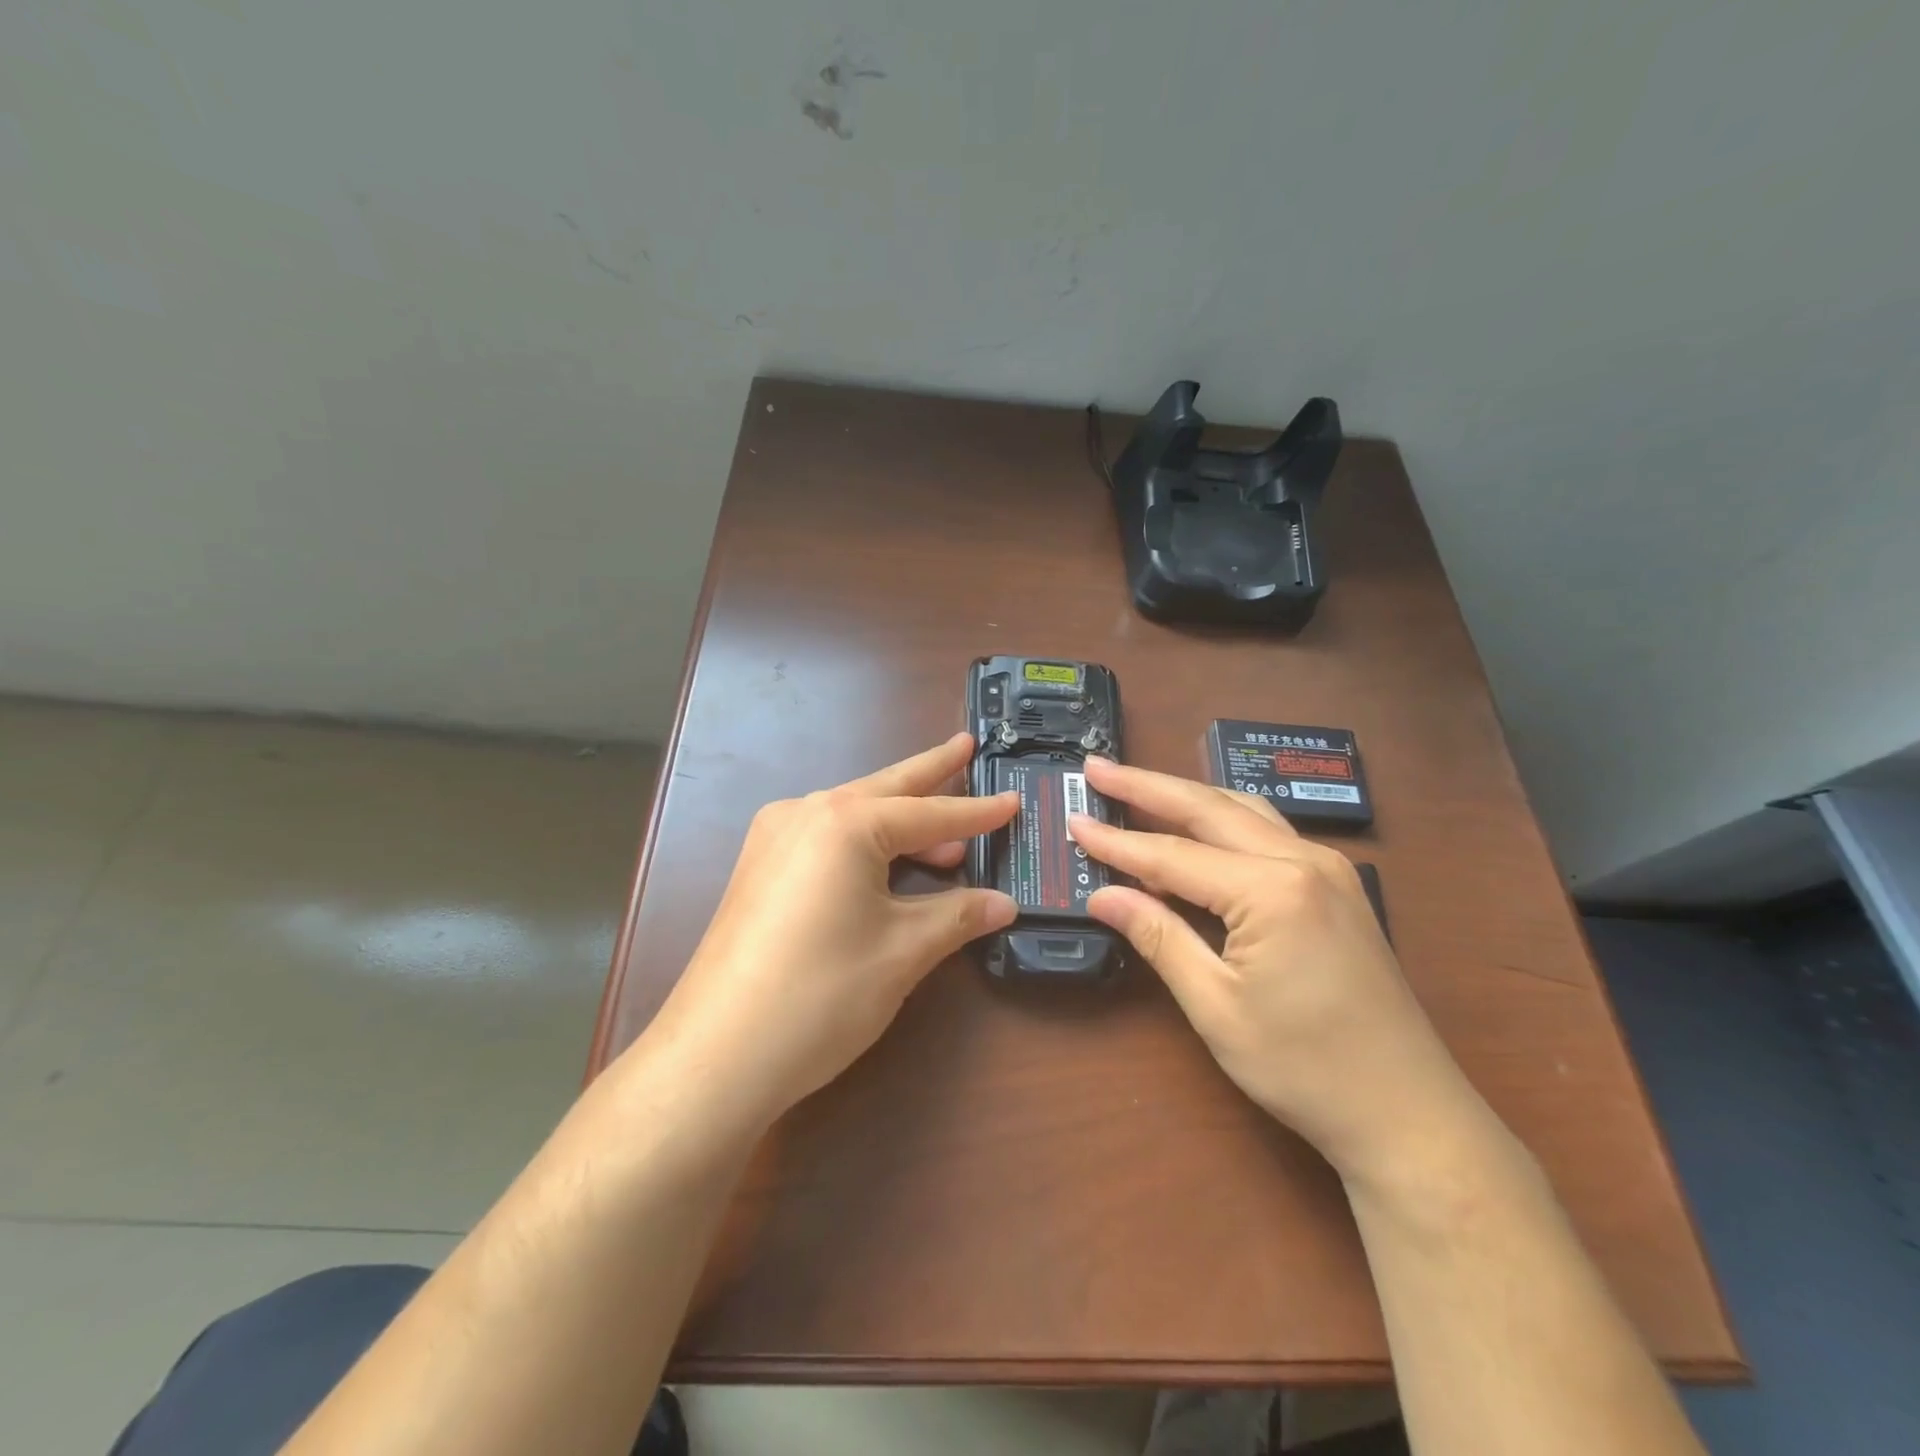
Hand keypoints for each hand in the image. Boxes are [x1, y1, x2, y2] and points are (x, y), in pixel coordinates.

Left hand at [630, 733, 1018, 1130]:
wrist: (716, 1055)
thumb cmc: (821, 994)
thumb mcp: (902, 951)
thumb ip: (957, 916)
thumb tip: (1003, 903)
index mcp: (845, 821)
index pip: (929, 812)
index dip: (977, 813)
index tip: (1014, 800)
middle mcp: (805, 813)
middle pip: (884, 789)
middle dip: (930, 772)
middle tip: (965, 747)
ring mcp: (773, 838)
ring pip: (853, 815)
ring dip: (900, 821)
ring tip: (946, 838)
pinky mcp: (759, 868)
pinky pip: (826, 838)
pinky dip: (866, 844)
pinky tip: (888, 864)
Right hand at [1072, 759, 1484, 1185]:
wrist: (1409, 1114)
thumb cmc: (1305, 1068)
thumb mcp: (1216, 1007)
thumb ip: (1159, 937)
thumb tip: (1102, 896)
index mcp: (1272, 890)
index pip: (1173, 855)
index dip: (1117, 842)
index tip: (1073, 820)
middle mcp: (1303, 861)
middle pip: (1209, 808)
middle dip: (1147, 786)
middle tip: (1097, 768)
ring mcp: (1328, 869)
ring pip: (1242, 810)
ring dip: (1186, 795)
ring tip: (1136, 785)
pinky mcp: (1337, 885)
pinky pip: (1267, 831)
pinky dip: (1222, 818)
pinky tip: (1198, 823)